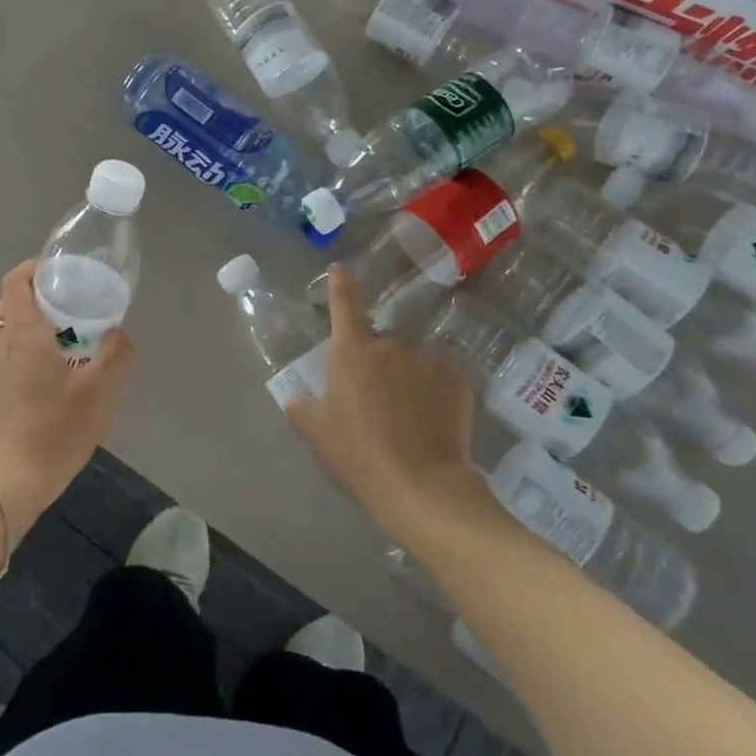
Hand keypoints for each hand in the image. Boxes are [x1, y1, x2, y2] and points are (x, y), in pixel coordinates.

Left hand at [0, 260, 133, 539]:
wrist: (6, 486)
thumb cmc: (54, 430)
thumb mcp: (100, 391)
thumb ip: (115, 353)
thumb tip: (117, 334)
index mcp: (22, 334)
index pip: (16, 281)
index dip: (34, 268)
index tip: (58, 272)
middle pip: (9, 305)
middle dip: (36, 299)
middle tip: (68, 309)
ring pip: (3, 335)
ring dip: (27, 331)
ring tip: (60, 347)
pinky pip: (1, 362)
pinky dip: (19, 357)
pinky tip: (43, 384)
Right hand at [285, 266, 492, 541]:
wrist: (422, 486)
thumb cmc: (359, 455)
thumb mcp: (316, 435)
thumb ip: (302, 409)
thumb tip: (297, 399)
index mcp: (351, 351)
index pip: (344, 304)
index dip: (341, 284)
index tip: (341, 269)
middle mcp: (390, 345)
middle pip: (380, 342)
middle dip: (377, 363)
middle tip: (376, 400)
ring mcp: (427, 359)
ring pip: (412, 361)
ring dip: (407, 377)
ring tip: (409, 416)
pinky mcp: (458, 379)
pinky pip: (440, 377)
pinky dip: (435, 391)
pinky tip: (434, 420)